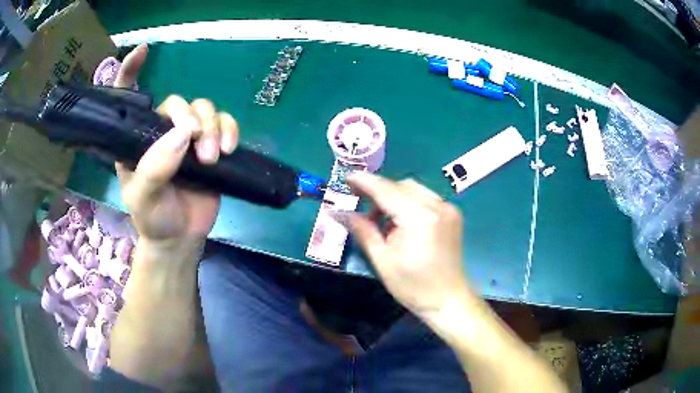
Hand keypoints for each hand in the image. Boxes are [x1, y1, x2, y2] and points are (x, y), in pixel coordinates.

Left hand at [113, 45, 238, 254]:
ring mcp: (187, 138)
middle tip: (197, 146)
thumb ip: (155, 167)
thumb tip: (185, 133)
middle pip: (179, 102)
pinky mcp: (211, 145)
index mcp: (137, 138)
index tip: (142, 51)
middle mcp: (161, 132)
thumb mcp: (143, 197)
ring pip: (204, 109)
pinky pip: (224, 122)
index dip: (131, 71)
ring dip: (213, 128)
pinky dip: (230, 129)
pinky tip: (229, 148)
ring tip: (212, 158)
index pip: (130, 97)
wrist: (180, 238)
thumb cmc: (153, 218)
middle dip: (190, 119)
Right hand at [346, 172, 473, 318]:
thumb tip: (342, 213)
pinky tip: (399, 220)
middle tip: (359, 202)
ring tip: (378, 217)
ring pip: (413, 189)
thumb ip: (364, 231)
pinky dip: (408, 203)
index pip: (387, 191)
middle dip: (379, 191)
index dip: (365, 182)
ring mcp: (448, 208)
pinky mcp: (452, 214)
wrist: (448, 300)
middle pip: (401, 186)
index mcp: (420, 218)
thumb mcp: (383, 260)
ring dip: (393, 197)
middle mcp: (438, 206)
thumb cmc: (414, 287)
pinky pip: (424, 198)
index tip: (347, 177)